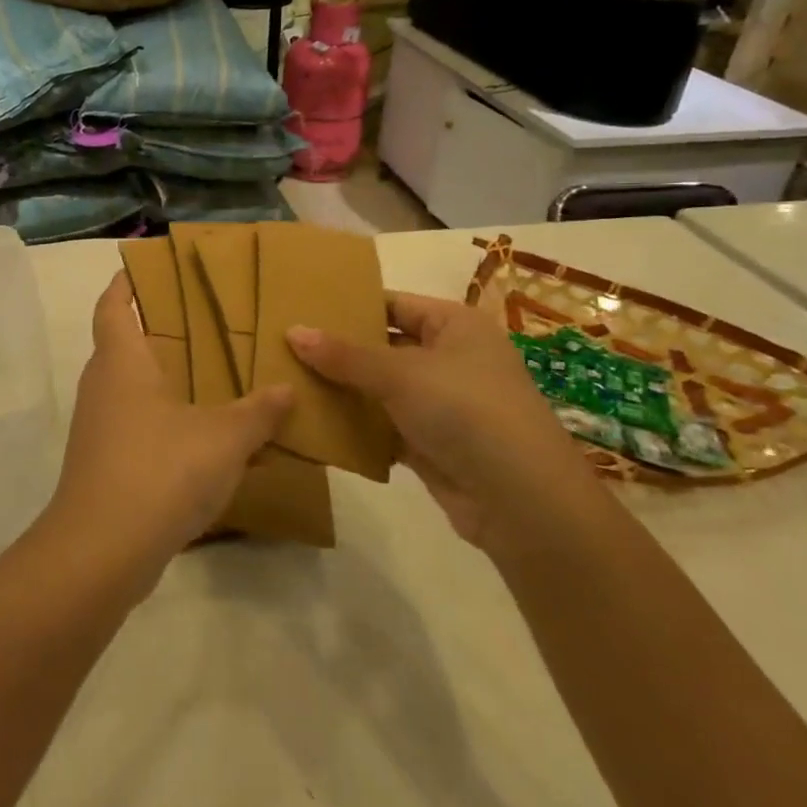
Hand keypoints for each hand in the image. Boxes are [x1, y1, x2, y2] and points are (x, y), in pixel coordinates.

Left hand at [41, 273, 292, 595]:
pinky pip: (138, 428)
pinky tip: (205, 440)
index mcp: (121, 362)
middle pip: (122, 344)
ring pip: (132, 389)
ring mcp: (100, 428)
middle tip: (203, 322)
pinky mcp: (104, 464)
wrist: (102, 551)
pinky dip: (167, 423)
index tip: (147, 268)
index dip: (126, 284)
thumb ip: (258, 412)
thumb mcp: (223, 438)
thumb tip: (287, 389)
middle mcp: (103, 387)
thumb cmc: (159, 470)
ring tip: (213, 377)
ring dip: (165, 381)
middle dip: (158, 332)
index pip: (113, 305)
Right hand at [287, 293, 595, 550]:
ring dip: (343, 390)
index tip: (300, 307)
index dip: (349, 305)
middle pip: (383, 346)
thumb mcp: (401, 374)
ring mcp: (441, 403)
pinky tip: (314, 423)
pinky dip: (356, 426)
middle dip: (338, 350)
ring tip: (287, 380)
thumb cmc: (467, 412)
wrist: (523, 502)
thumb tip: (292, 331)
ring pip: (380, 389)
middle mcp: (450, 358)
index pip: (392, 304)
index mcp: (454, 325)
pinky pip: (384, 425)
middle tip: (283, 345)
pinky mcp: (431, 443)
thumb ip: (344, 355)